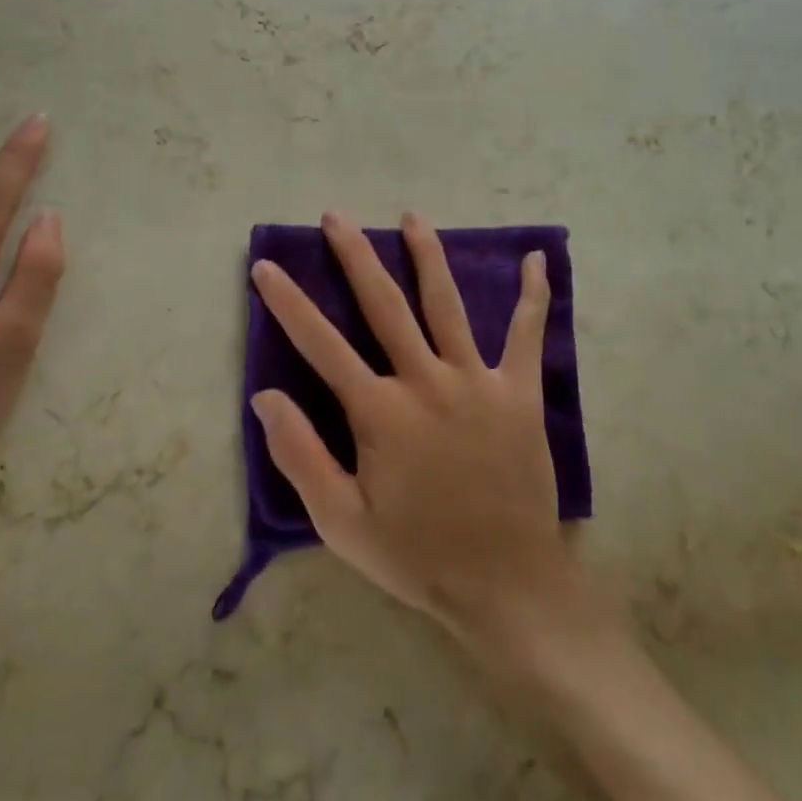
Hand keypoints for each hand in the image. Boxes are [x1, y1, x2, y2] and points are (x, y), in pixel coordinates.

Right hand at [250, 211, 580, 648]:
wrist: (505, 584)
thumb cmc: (417, 555)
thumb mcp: (342, 522)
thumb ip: (301, 456)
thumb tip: (265, 396)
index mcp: (380, 412)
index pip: (320, 345)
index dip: (288, 303)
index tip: (265, 267)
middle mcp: (425, 381)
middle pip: (384, 305)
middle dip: (355, 256)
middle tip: (336, 216)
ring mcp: (475, 381)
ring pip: (446, 304)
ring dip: (427, 256)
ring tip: (412, 218)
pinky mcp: (518, 392)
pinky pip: (527, 334)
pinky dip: (534, 296)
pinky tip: (537, 261)